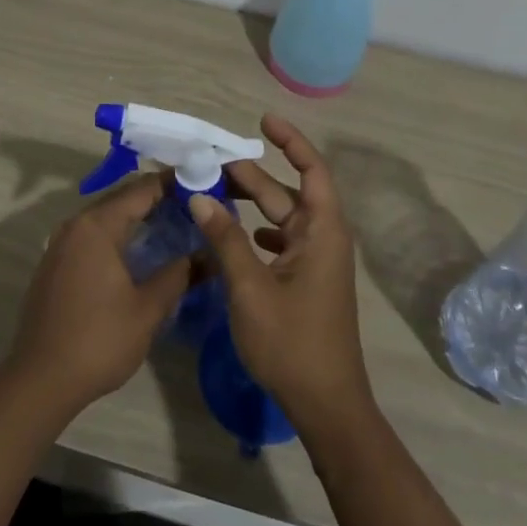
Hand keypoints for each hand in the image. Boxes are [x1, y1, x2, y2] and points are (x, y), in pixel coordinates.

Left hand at [6, 175, 190, 416]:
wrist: (40, 381)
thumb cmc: (99, 340)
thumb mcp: (148, 309)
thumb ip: (179, 275)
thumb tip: (207, 255)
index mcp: (97, 226)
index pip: (141, 189)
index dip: (173, 184)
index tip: (203, 185)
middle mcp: (75, 225)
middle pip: (121, 199)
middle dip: (157, 200)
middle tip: (193, 207)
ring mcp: (60, 244)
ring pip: (105, 218)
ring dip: (136, 218)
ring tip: (172, 226)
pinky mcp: (54, 265)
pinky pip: (92, 236)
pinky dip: (117, 235)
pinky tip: (138, 253)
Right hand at [189, 115, 374, 434]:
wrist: (326, 405)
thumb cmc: (292, 342)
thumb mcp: (251, 288)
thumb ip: (226, 239)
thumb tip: (200, 196)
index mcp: (321, 232)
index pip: (312, 170)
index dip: (291, 140)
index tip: (263, 120)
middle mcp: (323, 239)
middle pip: (287, 193)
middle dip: (252, 176)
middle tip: (211, 165)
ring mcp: (315, 262)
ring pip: (281, 218)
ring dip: (251, 204)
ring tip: (213, 193)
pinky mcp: (306, 282)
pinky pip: (280, 242)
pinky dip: (256, 232)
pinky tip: (234, 234)